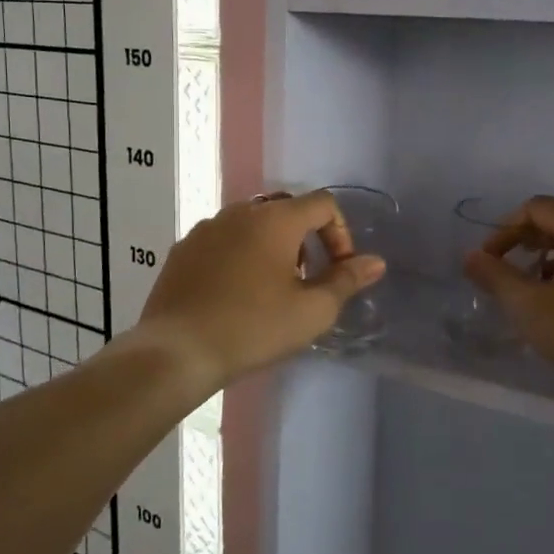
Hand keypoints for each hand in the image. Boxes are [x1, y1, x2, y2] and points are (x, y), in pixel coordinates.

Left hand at [139, 191, 385, 389]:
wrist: (177, 350)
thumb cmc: (253, 327)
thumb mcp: (311, 311)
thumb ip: (346, 281)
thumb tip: (376, 262)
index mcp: (275, 218)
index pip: (322, 203)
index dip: (340, 233)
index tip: (337, 270)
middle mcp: (240, 211)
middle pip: (286, 209)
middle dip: (305, 238)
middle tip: (305, 279)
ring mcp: (206, 228)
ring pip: (252, 223)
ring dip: (271, 246)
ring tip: (270, 288)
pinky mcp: (183, 249)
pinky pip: (223, 239)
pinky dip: (239, 255)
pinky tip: (234, 293)